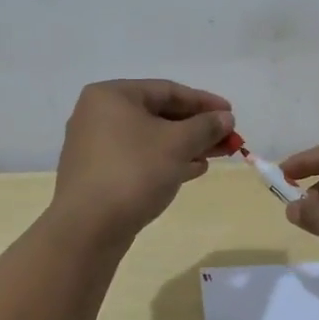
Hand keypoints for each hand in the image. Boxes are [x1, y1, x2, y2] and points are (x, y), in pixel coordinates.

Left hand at [52, 80, 233, 242]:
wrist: (87, 229)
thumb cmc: (134, 172)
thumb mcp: (177, 144)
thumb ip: (205, 126)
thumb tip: (225, 118)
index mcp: (112, 96)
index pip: (167, 90)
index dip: (204, 101)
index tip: (230, 113)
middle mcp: (99, 115)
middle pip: (159, 114)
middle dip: (197, 127)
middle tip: (227, 138)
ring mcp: (96, 146)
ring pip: (151, 139)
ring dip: (186, 145)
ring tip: (217, 155)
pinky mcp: (99, 174)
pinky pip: (140, 158)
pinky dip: (167, 161)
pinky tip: (193, 170)